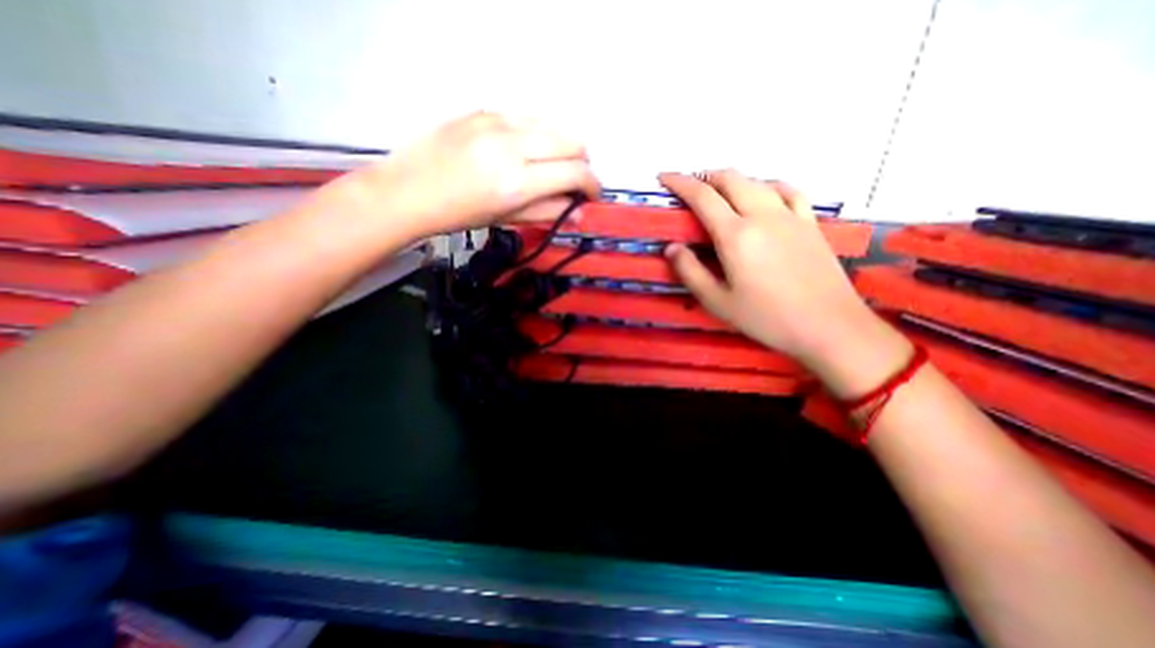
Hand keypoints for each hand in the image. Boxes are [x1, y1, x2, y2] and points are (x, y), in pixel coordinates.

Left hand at [348, 110, 599, 236]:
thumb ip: (547, 212)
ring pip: (553, 123)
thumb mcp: (506, 218)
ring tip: (551, 164)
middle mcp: (512, 145)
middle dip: (582, 162)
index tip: (592, 195)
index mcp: (517, 181)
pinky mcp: (483, 108)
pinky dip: (539, 134)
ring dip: (563, 145)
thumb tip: (579, 213)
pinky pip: (528, 116)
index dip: (592, 185)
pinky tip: (525, 149)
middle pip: (572, 140)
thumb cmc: (459, 215)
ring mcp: (497, 121)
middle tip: (573, 180)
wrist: (408, 189)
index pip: (575, 173)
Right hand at [659, 169, 889, 370]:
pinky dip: (767, 185)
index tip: (664, 177)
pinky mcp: (810, 223)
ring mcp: (790, 216)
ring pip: (757, 181)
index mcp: (735, 235)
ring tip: (718, 191)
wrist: (828, 326)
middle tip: (689, 186)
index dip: (680, 182)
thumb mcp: (717, 301)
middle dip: (704, 176)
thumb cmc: (766, 318)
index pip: (702, 196)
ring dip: (732, 179)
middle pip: (730, 179)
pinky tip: (763, 193)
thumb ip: (690, 271)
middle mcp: (762, 215)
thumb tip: (672, 248)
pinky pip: (787, 191)